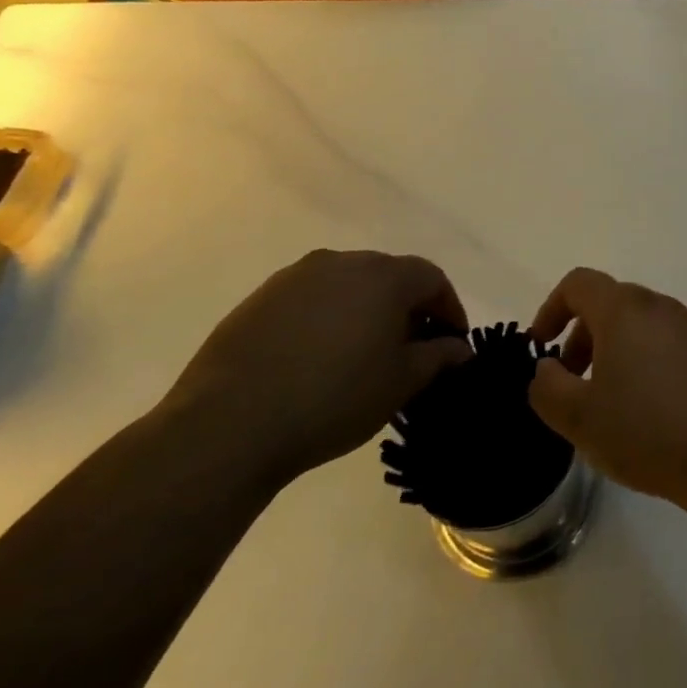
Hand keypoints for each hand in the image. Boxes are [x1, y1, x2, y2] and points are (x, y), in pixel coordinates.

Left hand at [158, 251, 470, 488]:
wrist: (228, 425)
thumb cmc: (334, 398)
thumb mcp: (402, 382)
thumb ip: (439, 356)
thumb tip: (459, 347)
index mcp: (383, 275)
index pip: (432, 279)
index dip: (449, 309)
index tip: (453, 344)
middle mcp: (341, 262)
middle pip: (390, 277)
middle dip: (407, 309)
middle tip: (412, 350)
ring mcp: (294, 278)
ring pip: (347, 286)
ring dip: (365, 312)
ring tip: (364, 355)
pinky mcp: (258, 301)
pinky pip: (310, 301)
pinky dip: (327, 320)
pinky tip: (319, 359)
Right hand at [527, 268, 686, 508]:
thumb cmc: (648, 430)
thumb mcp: (579, 417)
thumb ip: (547, 387)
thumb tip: (547, 369)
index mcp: (625, 310)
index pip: (579, 283)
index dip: (551, 309)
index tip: (541, 348)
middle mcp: (661, 307)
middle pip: (611, 303)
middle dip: (582, 336)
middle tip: (572, 382)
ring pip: (640, 326)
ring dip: (614, 352)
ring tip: (608, 402)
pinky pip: (667, 344)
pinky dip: (645, 363)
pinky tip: (648, 411)